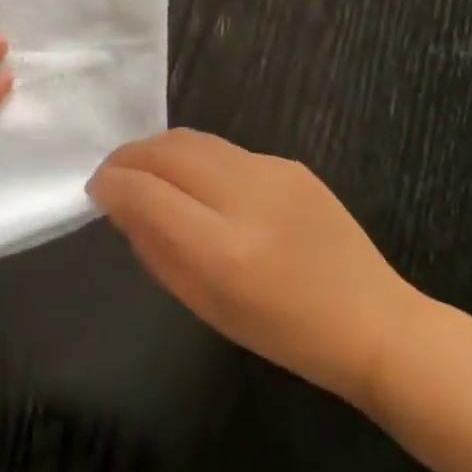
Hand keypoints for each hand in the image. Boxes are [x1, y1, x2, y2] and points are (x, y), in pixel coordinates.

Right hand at [86, 129, 426, 406]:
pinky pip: (223, 150)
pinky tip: (198, 184)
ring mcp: (273, 173)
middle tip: (112, 176)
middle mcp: (246, 198)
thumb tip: (120, 205)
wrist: (374, 324)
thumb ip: (154, 249)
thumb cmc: (282, 332)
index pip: (144, 192)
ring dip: (156, 151)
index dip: (111, 185)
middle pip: (164, 151)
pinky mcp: (290, 164)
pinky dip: (194, 160)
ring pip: (190, 139)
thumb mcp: (203, 304)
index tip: (97, 192)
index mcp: (223, 249)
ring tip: (145, 172)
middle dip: (126, 158)